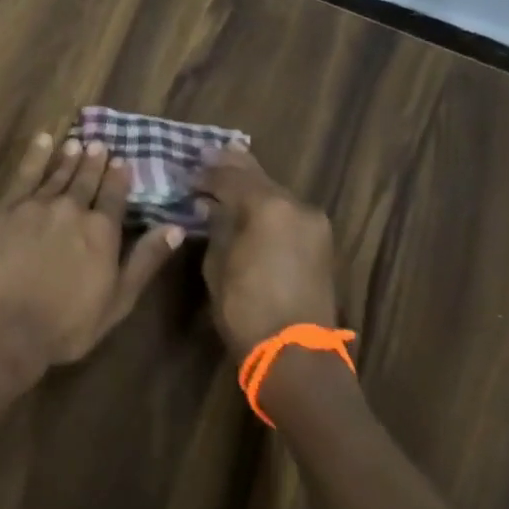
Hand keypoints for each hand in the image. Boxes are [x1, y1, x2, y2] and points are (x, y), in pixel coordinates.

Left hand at [0, 132, 185, 369]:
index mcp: (102, 231)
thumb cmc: (66, 325)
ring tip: (76, 143)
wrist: (5, 325)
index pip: (115, 196)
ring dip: (69, 157)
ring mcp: (37, 205)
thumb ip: (145, 261)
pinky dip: (35, 155)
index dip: (119, 178)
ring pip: (58, 174)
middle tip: (99, 144)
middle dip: (94, 162)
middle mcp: (72, 209)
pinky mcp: (6, 208)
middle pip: (86, 180)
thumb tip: (175, 228)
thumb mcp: (117, 301)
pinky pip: (24, 174)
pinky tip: (42, 141)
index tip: (122, 161)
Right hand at [194, 146, 339, 361]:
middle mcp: (296, 206)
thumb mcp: (217, 265)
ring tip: (228, 177)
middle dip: (232, 166)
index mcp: (267, 207)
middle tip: (210, 154)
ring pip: (276, 193)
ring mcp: (313, 223)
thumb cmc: (246, 309)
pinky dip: (268, 205)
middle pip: (258, 177)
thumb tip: (210, 207)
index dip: (206, 174)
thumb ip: (216, 227)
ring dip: (252, 186)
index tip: (187, 173)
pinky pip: (288, 211)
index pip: (230, 177)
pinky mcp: (321, 242)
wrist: (296, 354)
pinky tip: (252, 205)